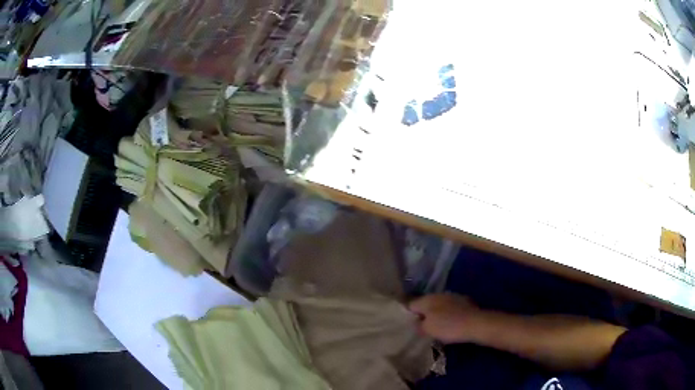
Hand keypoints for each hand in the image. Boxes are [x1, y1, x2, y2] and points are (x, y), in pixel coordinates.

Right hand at [409, 294, 483, 343]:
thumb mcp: (427, 330)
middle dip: (423, 314)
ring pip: (439, 305)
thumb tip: (416, 321)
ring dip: (437, 314)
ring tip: (436, 327)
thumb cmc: (448, 327)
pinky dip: (448, 314)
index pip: (411, 304)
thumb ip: (418, 325)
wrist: (476, 323)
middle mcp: (438, 294)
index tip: (408, 325)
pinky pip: (451, 308)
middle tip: (422, 328)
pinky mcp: (464, 302)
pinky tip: (451, 324)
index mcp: (427, 299)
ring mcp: (453, 296)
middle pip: (426, 304)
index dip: (408, 314)